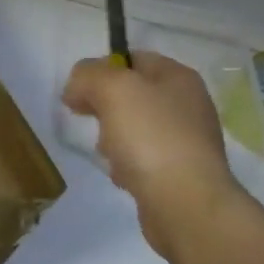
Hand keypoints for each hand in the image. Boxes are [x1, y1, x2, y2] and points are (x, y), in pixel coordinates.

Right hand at [62, 51, 243, 258]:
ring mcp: (186, 141)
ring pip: (134, 129)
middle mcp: (187, 104)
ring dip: (113, 140)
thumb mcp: (113, 90)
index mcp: (179, 77)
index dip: (101, 70)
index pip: (133, 59)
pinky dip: (127, 167)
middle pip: (132, 95)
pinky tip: (124, 178)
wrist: (185, 204)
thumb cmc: (151, 138)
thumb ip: (89, 76)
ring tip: (110, 155)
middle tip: (94, 123)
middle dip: (105, 109)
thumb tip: (76, 88)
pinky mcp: (179, 174)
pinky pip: (142, 160)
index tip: (78, 92)